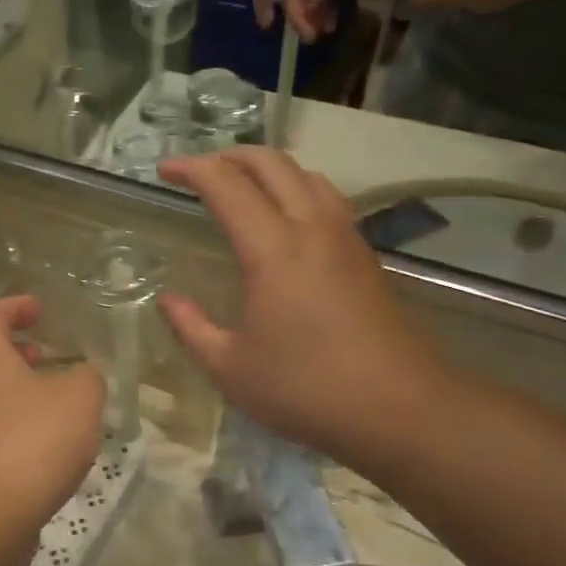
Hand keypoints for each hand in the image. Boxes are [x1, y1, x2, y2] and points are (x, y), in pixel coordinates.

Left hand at [0, 295, 104, 559]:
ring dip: (18, 392)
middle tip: (49, 357)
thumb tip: (82, 376)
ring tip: (55, 406)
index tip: (39, 310)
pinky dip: (13, 427)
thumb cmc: (30, 442)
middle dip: (18, 353)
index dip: (16, 306)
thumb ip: (87, 377)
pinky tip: (43, 449)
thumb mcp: (79, 399)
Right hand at [155, 149, 453, 473]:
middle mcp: (312, 229)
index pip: (227, 185)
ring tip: (240, 185)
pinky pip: (326, 199)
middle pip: (272, 164)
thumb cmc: (307, 389)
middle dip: (229, 155)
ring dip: (267, 168)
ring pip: (305, 175)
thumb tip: (167, 299)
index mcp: (273, 250)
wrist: (401, 409)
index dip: (192, 169)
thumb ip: (191, 328)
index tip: (164, 170)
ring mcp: (345, 239)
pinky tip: (286, 218)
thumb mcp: (231, 368)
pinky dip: (295, 188)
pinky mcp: (365, 256)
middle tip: (198, 170)